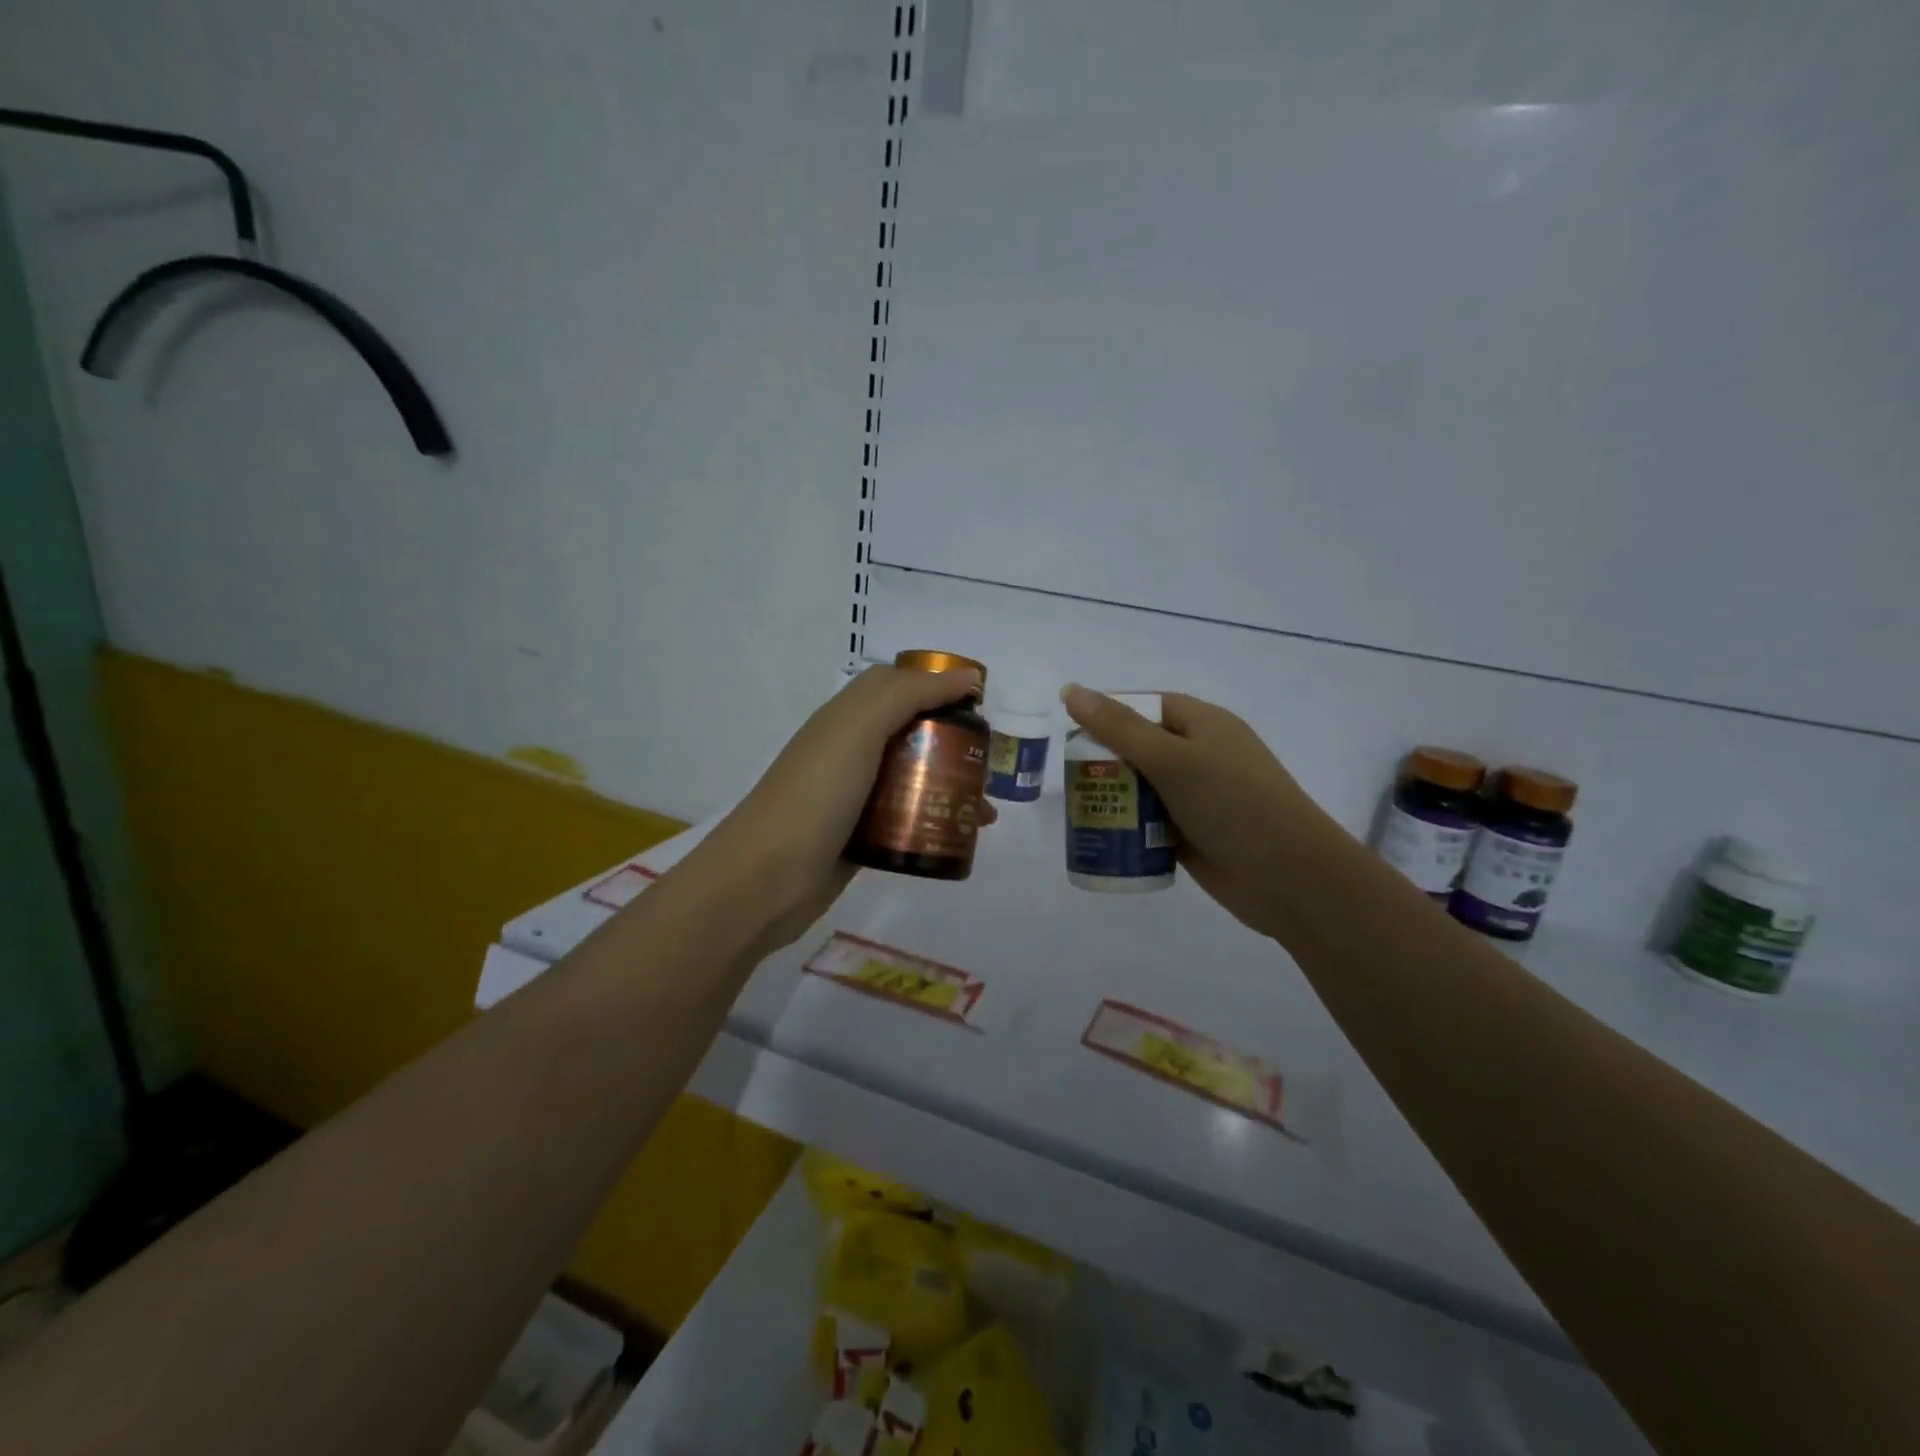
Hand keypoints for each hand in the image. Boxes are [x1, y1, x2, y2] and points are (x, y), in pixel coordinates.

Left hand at [688, 665, 996, 953]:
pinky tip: (958, 837)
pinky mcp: (860, 836)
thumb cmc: (816, 793)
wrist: (766, 878)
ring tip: (984, 811)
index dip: (938, 686)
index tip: (980, 706)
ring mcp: (854, 796)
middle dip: (953, 742)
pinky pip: (905, 819)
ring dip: (950, 786)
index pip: (897, 684)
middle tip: (986, 764)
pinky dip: (933, 821)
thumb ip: (910, 694)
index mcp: (846, 716)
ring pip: (912, 779)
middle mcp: (850, 750)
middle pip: (911, 732)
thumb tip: (966, 677)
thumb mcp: (860, 728)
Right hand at [1060, 685, 1346, 941]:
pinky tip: (1102, 838)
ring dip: (1114, 798)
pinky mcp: (1194, 834)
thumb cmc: (1232, 803)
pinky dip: (1129, 829)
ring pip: (1143, 789)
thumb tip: (1071, 689)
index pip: (1147, 706)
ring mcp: (1199, 797)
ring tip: (1078, 811)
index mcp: (1203, 723)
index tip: (1072, 733)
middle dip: (1105, 762)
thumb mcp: (1171, 758)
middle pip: (1140, 748)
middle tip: (1069, 780)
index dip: (1109, 714)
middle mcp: (1201, 755)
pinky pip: (1151, 823)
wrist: (1289, 878)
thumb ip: (1118, 727)